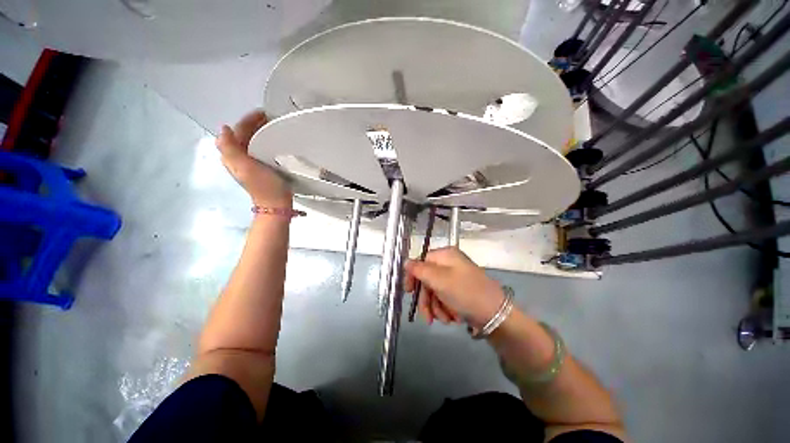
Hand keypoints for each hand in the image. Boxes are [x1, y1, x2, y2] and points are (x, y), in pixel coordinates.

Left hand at [216, 110, 291, 207]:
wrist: (276, 204)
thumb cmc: (263, 186)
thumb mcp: (244, 167)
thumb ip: (230, 149)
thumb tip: (224, 129)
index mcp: (232, 155)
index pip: (237, 131)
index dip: (247, 120)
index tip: (263, 113)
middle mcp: (239, 157)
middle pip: (244, 134)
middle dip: (255, 123)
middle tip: (271, 117)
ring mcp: (251, 162)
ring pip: (253, 140)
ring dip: (262, 131)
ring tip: (275, 125)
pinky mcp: (262, 166)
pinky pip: (261, 147)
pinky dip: (267, 140)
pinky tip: (276, 140)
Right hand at [404, 247, 505, 327]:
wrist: (496, 315)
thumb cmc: (465, 292)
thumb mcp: (439, 280)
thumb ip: (419, 270)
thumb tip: (405, 261)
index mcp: (446, 255)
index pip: (421, 261)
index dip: (413, 276)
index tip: (408, 292)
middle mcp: (450, 264)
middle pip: (427, 279)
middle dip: (427, 300)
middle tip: (428, 317)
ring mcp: (455, 278)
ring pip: (435, 292)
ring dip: (436, 308)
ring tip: (446, 319)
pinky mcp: (460, 291)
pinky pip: (444, 298)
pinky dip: (445, 310)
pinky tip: (453, 318)